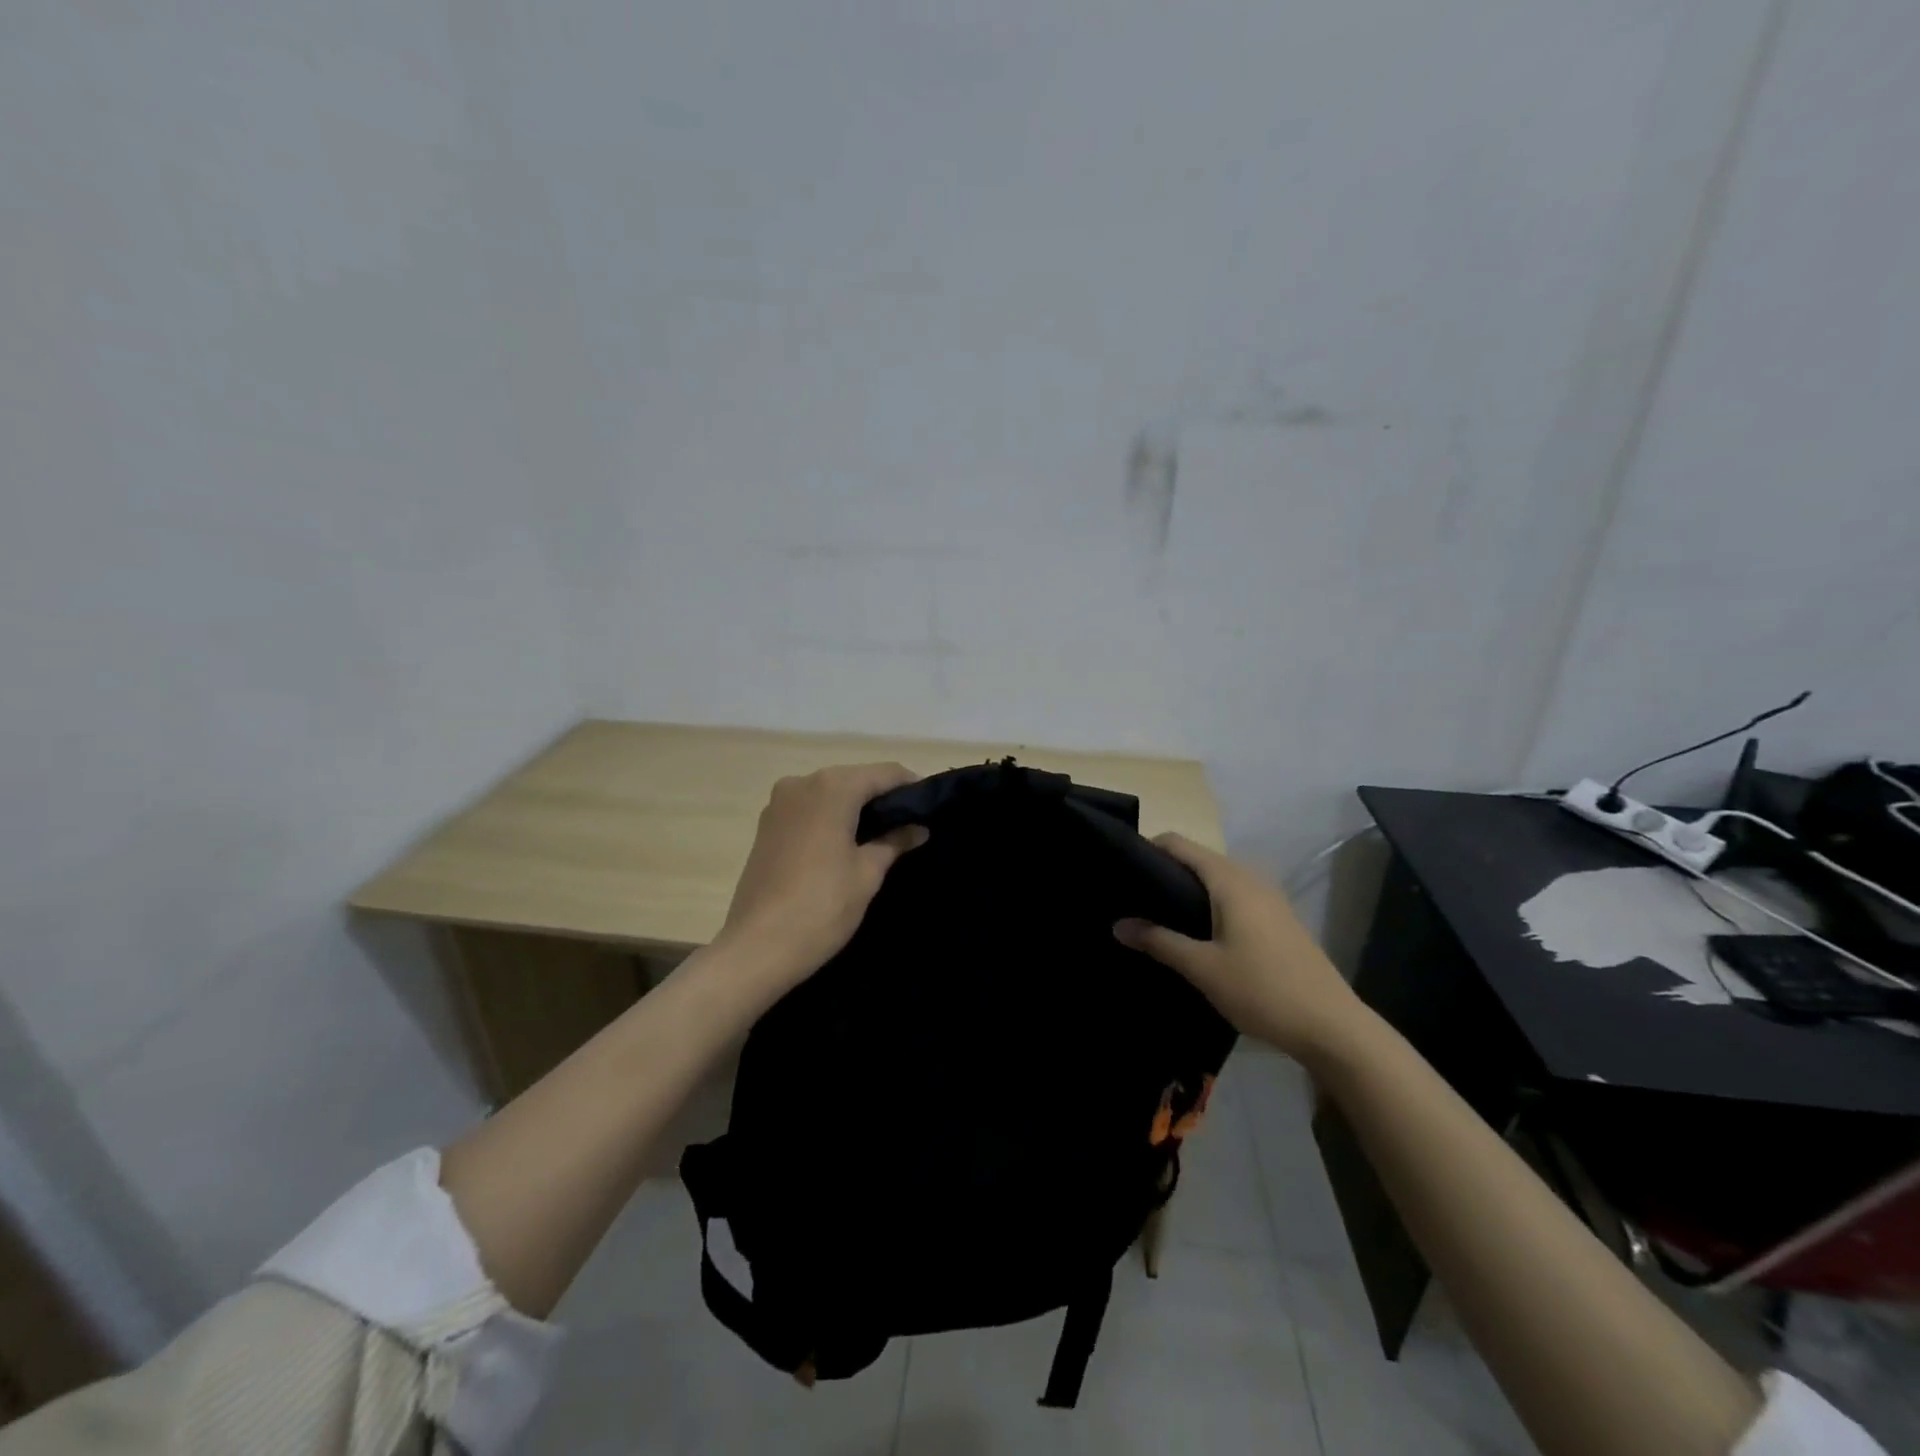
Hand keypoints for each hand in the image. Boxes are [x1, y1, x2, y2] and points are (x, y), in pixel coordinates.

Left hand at [715, 762, 929, 990]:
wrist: (757, 948)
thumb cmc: (822, 906)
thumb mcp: (868, 873)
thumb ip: (894, 841)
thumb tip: (917, 828)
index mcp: (832, 787)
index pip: (885, 773)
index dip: (911, 786)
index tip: (930, 808)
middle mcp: (802, 783)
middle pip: (854, 779)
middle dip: (883, 797)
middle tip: (910, 825)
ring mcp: (778, 803)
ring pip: (830, 793)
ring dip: (855, 808)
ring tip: (882, 836)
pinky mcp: (765, 825)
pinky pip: (809, 809)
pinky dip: (830, 818)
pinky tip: (846, 843)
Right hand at [1115, 833, 1362, 1060]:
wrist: (1331, 1027)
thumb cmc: (1262, 990)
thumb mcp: (1202, 968)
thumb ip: (1159, 941)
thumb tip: (1117, 924)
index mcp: (1230, 880)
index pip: (1179, 844)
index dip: (1147, 849)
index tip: (1119, 869)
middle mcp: (1249, 879)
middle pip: (1197, 859)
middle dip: (1163, 872)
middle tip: (1130, 897)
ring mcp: (1268, 899)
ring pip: (1215, 880)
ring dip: (1186, 891)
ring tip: (1154, 915)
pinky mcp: (1277, 920)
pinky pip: (1232, 897)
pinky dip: (1207, 904)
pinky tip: (1193, 933)